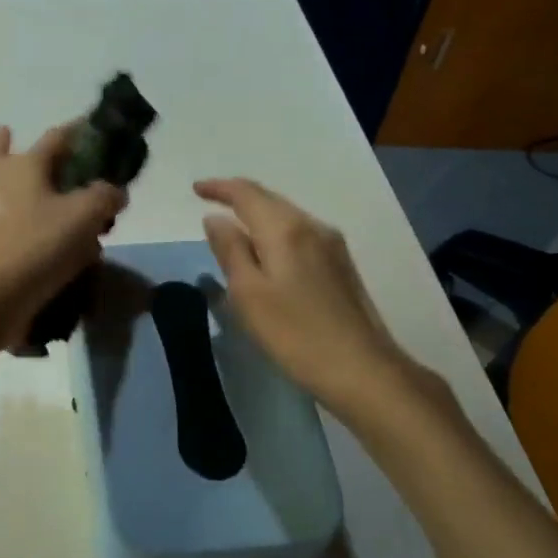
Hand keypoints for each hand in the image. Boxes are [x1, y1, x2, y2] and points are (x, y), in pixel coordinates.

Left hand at [0, 123, 126, 346]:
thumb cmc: (37, 245)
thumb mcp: (85, 216)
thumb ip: (105, 196)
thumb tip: (114, 191)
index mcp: (25, 165)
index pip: (57, 136)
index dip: (80, 132)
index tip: (96, 131)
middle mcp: (0, 182)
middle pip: (5, 153)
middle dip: (13, 144)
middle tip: (32, 146)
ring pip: (6, 189)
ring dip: (24, 187)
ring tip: (53, 198)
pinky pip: (12, 224)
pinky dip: (29, 225)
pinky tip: (55, 244)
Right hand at [197, 178, 435, 416]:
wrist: (362, 369)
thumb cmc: (295, 334)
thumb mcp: (248, 294)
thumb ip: (230, 251)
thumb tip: (215, 219)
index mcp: (286, 229)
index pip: (247, 193)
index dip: (219, 188)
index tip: (195, 189)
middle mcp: (312, 226)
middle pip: (270, 199)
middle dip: (238, 196)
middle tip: (210, 200)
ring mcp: (332, 245)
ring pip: (287, 216)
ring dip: (258, 213)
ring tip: (233, 225)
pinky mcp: (341, 265)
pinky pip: (300, 233)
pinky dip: (275, 231)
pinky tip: (267, 249)